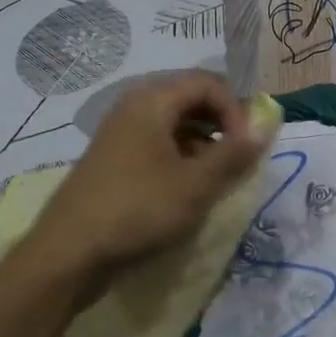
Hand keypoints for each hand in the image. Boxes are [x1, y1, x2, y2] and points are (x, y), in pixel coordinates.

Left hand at [29, 72, 267, 295]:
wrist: (68, 253)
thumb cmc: (137, 210)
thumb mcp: (195, 185)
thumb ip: (234, 154)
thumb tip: (267, 125)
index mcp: (152, 100)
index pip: (208, 83)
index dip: (236, 110)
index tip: (247, 148)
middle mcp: (134, 106)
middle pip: (190, 98)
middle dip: (221, 125)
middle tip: (236, 160)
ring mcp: (120, 132)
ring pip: (174, 123)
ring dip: (202, 144)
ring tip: (214, 179)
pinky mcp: (113, 159)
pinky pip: (156, 143)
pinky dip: (179, 157)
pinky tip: (185, 190)